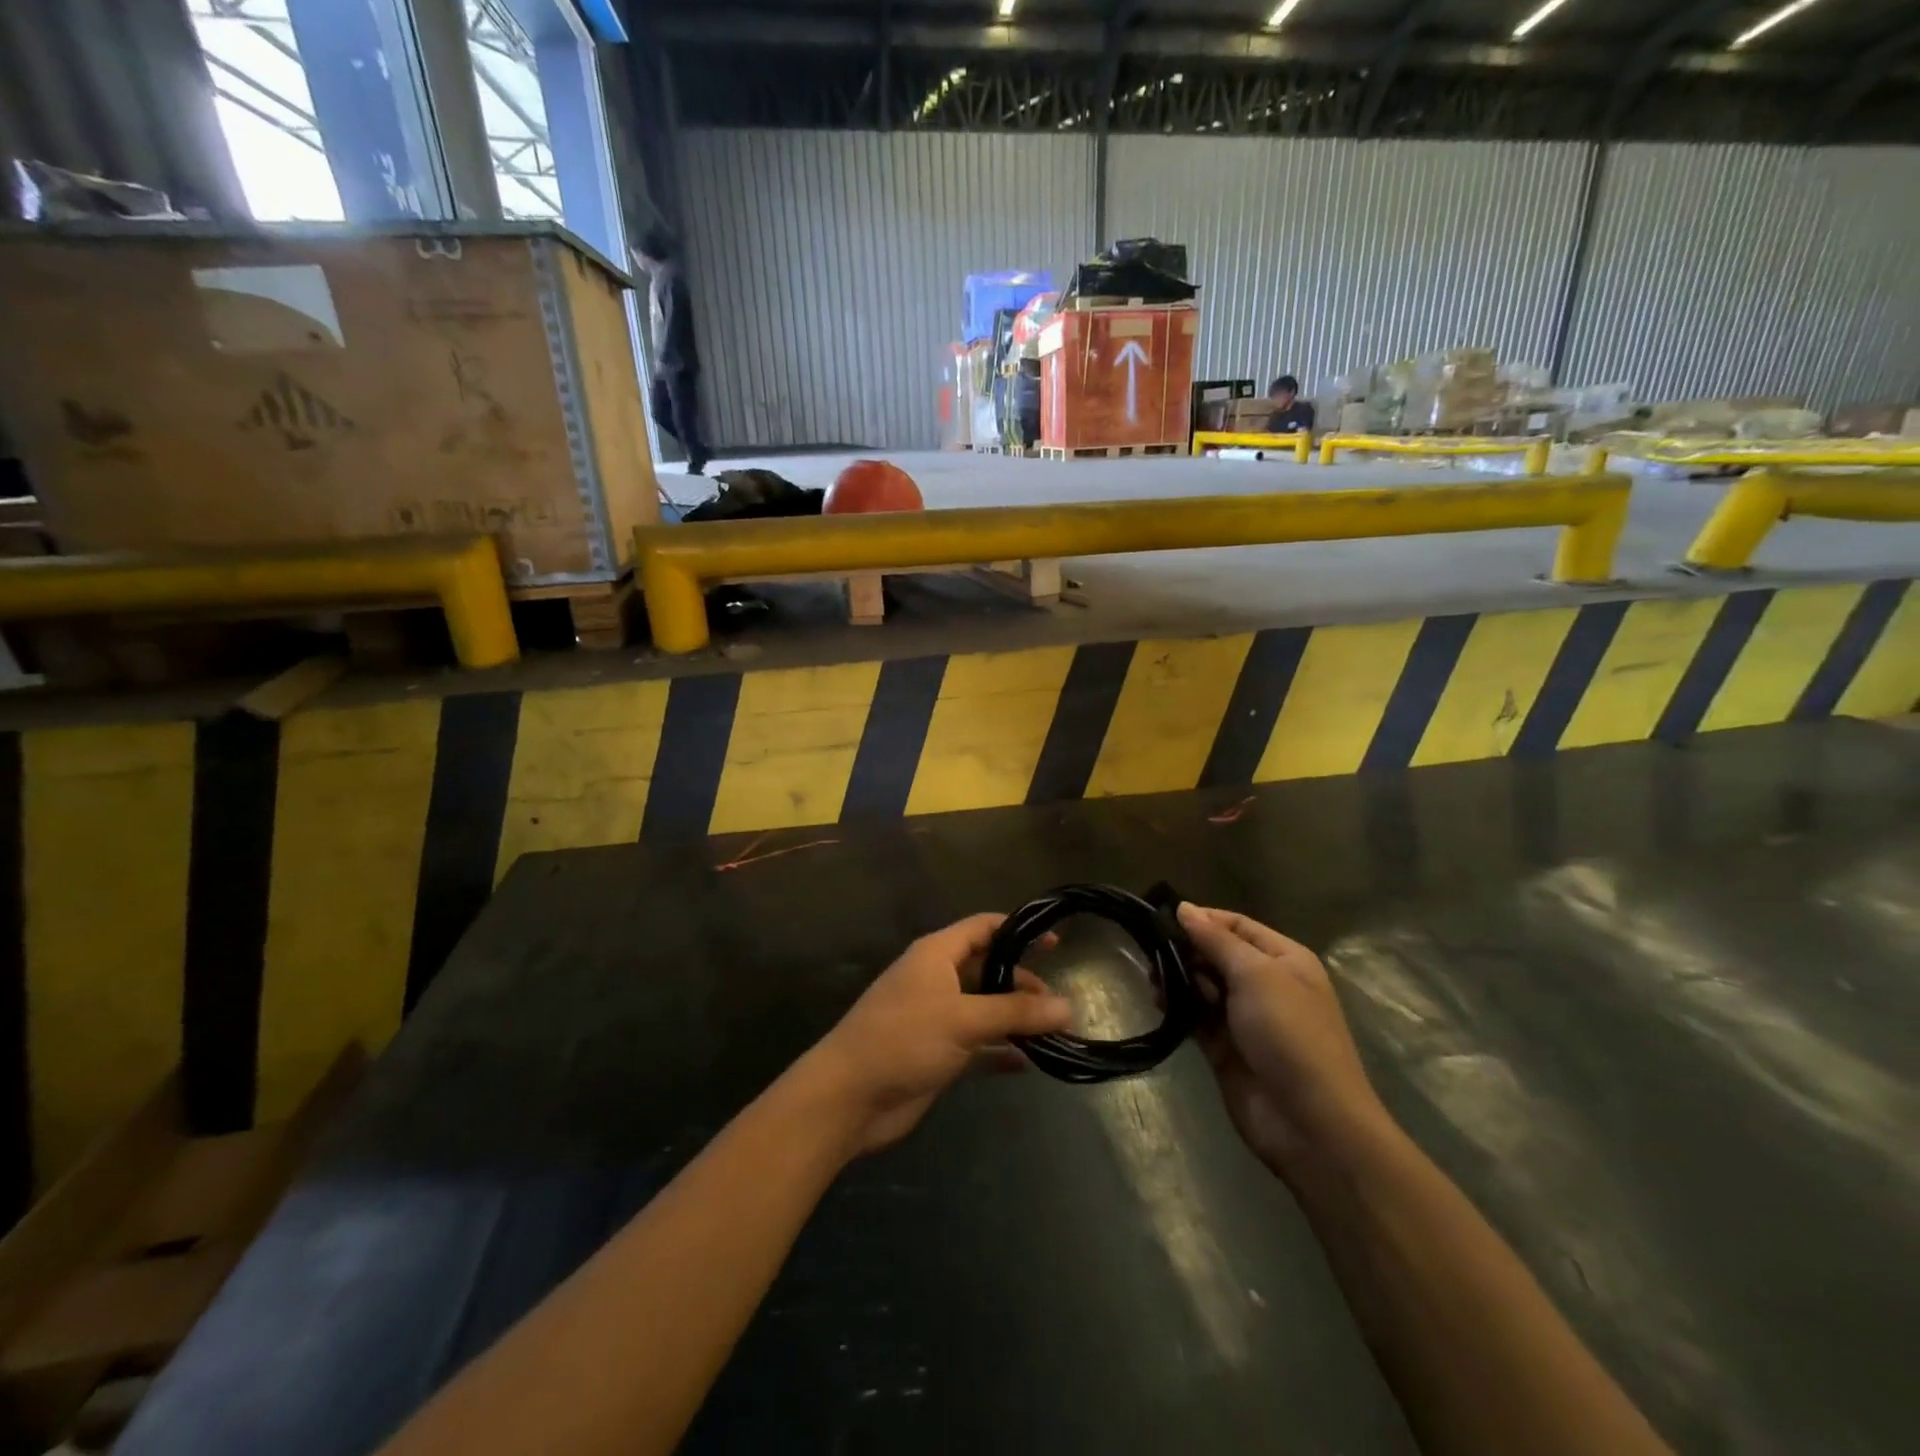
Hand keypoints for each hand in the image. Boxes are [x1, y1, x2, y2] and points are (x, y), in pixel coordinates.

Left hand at [807, 914, 1073, 1154]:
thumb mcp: (963, 1019)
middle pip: (988, 970)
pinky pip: (978, 1045)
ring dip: (1015, 1019)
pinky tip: (1028, 1062)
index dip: (1017, 930)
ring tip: (1055, 1032)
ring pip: (985, 1009)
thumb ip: (1015, 1012)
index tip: (1055, 942)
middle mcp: (938, 980)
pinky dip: (1000, 1050)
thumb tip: (1068, 1007)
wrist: (849, 1097)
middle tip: (1058, 1004)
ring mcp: (936, 1018)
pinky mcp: (937, 1053)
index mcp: (937, 955)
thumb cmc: (903, 1039)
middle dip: (1022, 983)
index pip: (983, 928)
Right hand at [1177, 904, 1389, 1176]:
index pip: (1238, 925)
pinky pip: (1196, 1016)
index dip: (1203, 919)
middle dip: (1186, 949)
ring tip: (1151, 977)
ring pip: (1203, 985)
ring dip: (1178, 978)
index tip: (1162, 916)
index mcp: (1285, 960)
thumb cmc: (1290, 1035)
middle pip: (1217, 954)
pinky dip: (1178, 1006)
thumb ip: (1217, 941)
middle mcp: (1266, 984)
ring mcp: (1244, 1018)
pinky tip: (1157, 1000)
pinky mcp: (1224, 1048)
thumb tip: (1184, 908)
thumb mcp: (1256, 975)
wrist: (1310, 1123)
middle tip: (1150, 949)